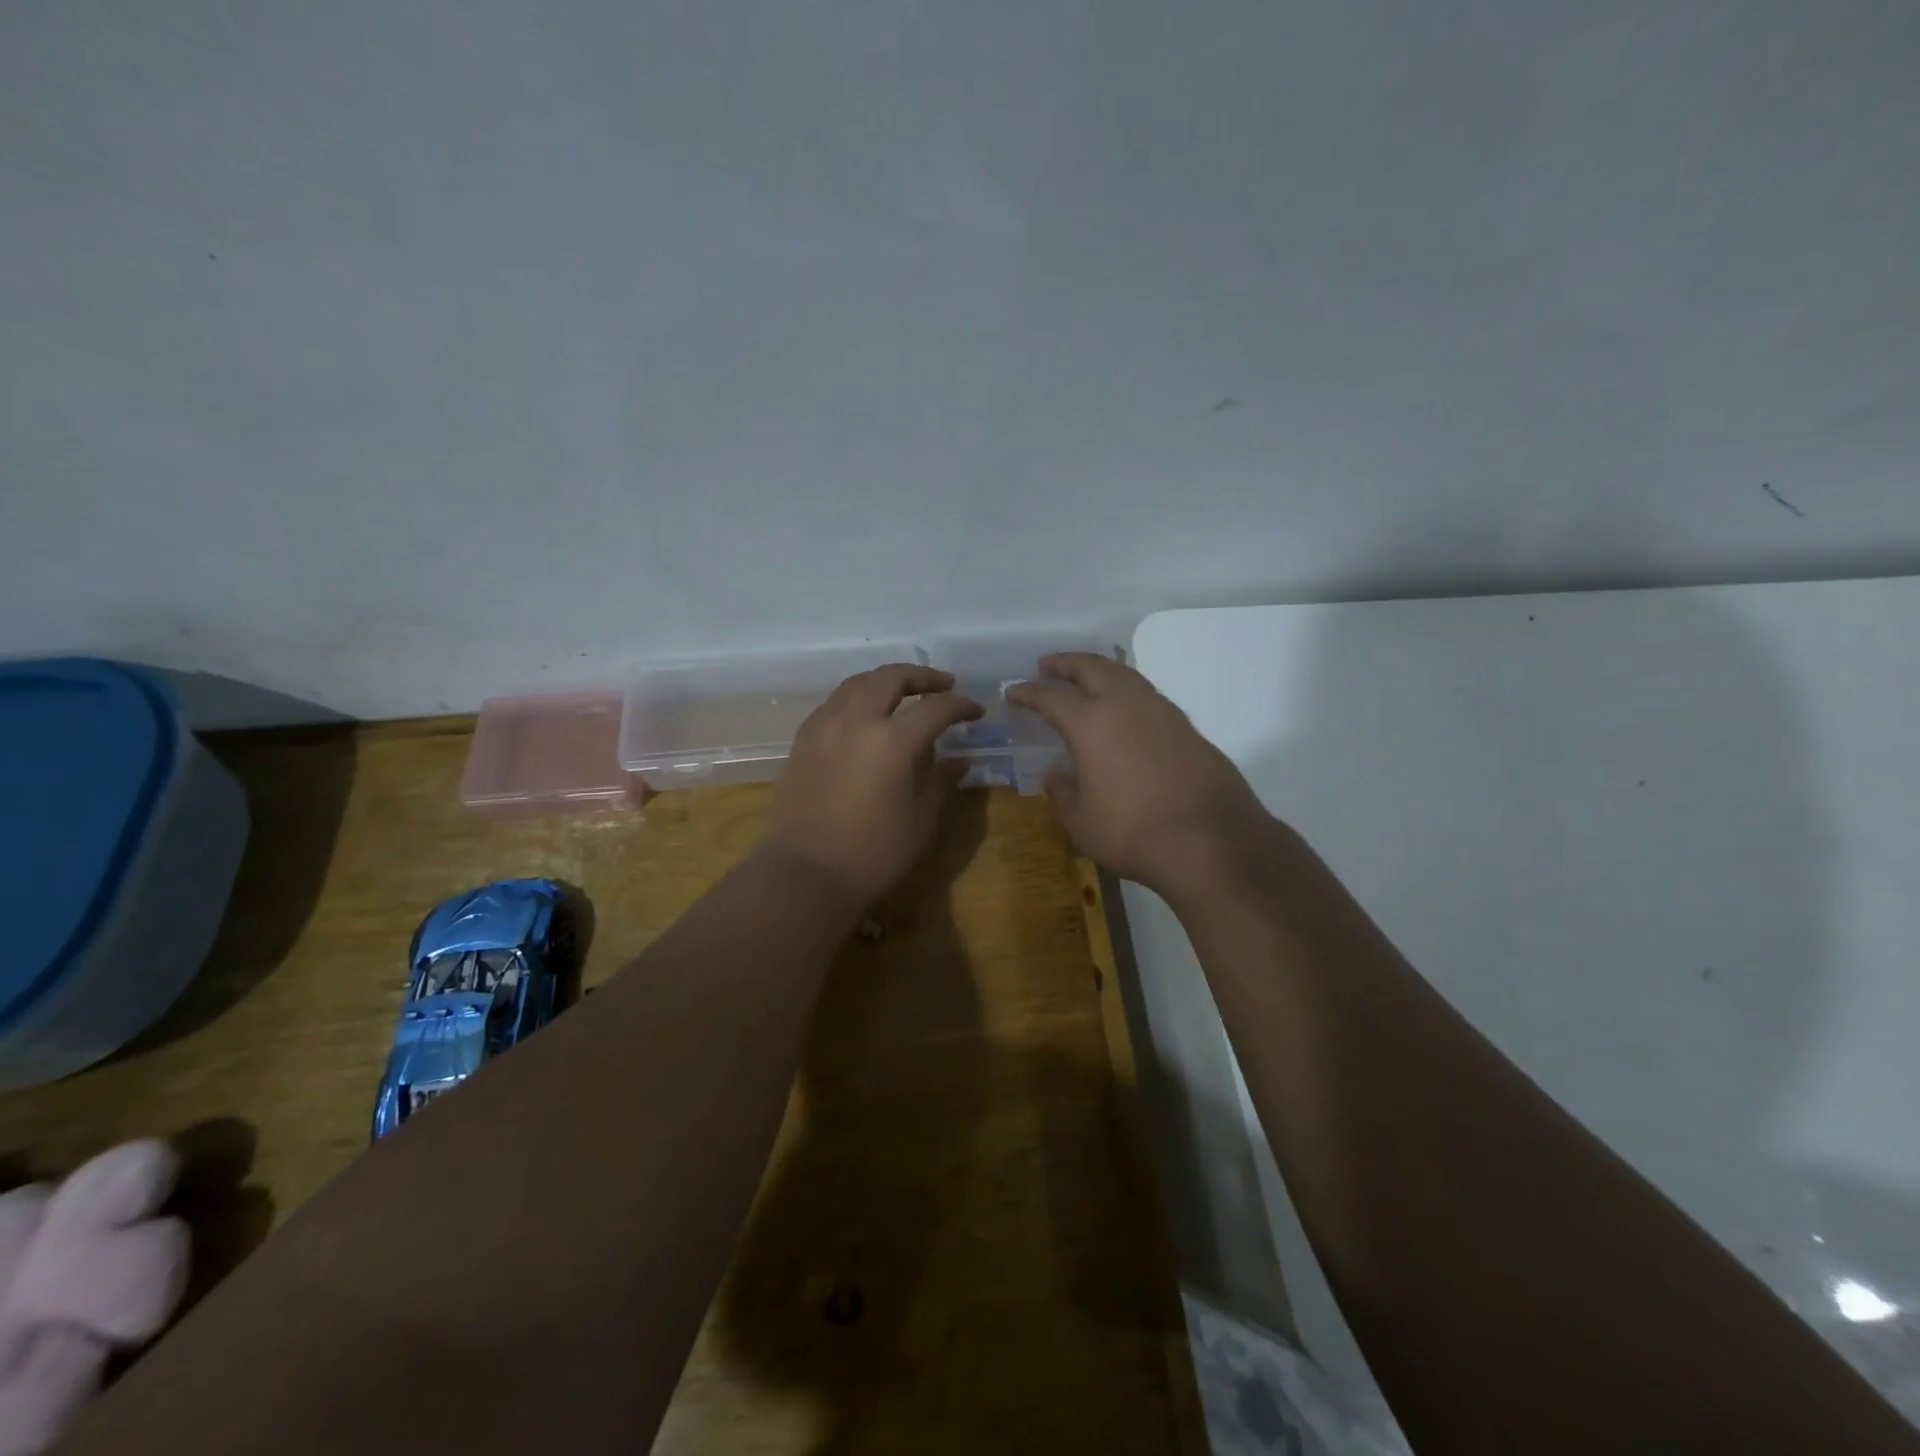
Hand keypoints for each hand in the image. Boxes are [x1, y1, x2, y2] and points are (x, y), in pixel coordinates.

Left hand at [759, 665, 982, 907]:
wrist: (805, 873)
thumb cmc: (873, 852)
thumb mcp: (921, 819)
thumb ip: (941, 781)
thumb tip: (959, 760)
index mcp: (892, 740)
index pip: (936, 708)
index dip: (961, 706)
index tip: (976, 712)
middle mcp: (856, 720)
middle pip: (891, 677)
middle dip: (922, 676)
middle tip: (943, 685)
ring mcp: (824, 726)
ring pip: (858, 683)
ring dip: (886, 681)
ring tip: (904, 692)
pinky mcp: (803, 740)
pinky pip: (834, 703)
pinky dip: (857, 698)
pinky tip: (865, 716)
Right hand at [1007, 654, 1268, 897]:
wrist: (1213, 841)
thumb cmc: (1134, 832)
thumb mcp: (1082, 823)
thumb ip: (1062, 793)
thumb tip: (1056, 774)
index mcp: (1090, 722)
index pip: (1050, 696)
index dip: (1028, 693)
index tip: (1014, 693)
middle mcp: (1125, 704)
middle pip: (1091, 667)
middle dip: (1065, 663)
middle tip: (1047, 665)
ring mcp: (1161, 711)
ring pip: (1124, 674)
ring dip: (1099, 670)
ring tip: (1085, 678)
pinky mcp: (1186, 726)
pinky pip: (1146, 693)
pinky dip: (1125, 689)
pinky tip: (1123, 708)